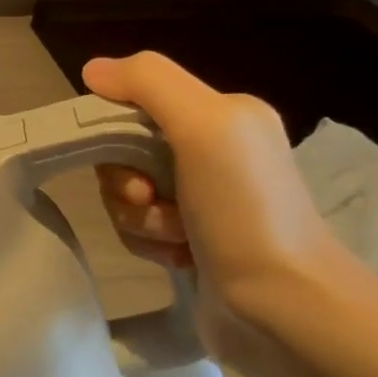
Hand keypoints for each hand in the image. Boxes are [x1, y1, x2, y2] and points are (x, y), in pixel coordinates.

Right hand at [83, 52, 356, 375]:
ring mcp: (201, 199)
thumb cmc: (246, 210)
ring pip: (126, 194)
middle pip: (124, 153)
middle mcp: (212, 152)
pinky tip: (181, 257)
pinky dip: (149, 243)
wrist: (284, 307)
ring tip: (177, 239)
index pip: (134, 106)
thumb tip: (93, 69)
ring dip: (139, 220)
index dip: (115, 135)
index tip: (134, 168)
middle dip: (127, 184)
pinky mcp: (191, 239)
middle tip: (152, 202)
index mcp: (221, 116)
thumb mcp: (205, 127)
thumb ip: (149, 83)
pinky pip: (138, 227)